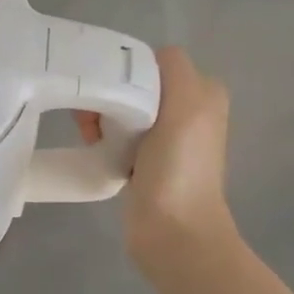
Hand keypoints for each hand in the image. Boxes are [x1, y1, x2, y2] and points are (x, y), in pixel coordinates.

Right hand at [78, 46, 235, 260]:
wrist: (174, 232)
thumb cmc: (180, 166)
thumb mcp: (187, 102)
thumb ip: (173, 67)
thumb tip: (142, 61)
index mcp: (202, 92)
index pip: (152, 62)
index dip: (126, 71)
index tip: (109, 91)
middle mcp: (187, 110)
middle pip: (134, 85)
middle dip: (109, 96)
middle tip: (93, 119)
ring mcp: (165, 138)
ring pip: (121, 109)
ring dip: (101, 118)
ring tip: (92, 137)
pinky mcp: (144, 161)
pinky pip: (116, 134)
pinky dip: (102, 138)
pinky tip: (97, 149)